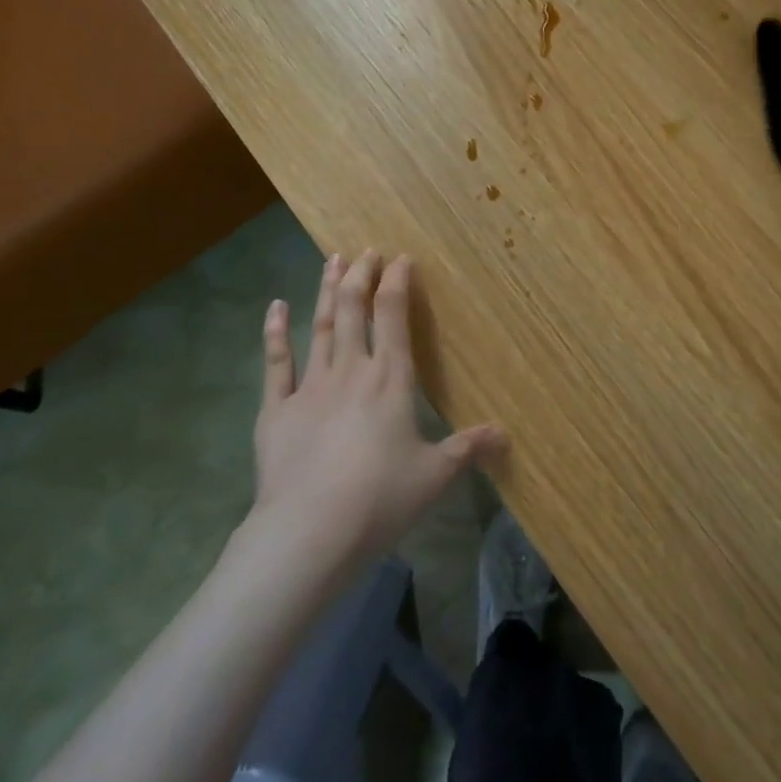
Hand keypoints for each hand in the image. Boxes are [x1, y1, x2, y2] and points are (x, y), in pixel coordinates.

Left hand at [248, 251, 505, 567]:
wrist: (309, 531)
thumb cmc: (380, 499)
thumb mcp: (434, 475)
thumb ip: (467, 448)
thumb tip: (505, 435)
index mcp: (391, 380)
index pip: (394, 317)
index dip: (397, 283)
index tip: (400, 258)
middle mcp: (351, 371)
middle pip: (354, 310)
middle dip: (360, 275)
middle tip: (365, 250)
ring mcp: (310, 386)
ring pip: (320, 325)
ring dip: (326, 290)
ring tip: (332, 260)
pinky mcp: (276, 409)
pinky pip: (276, 362)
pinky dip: (275, 332)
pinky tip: (275, 307)